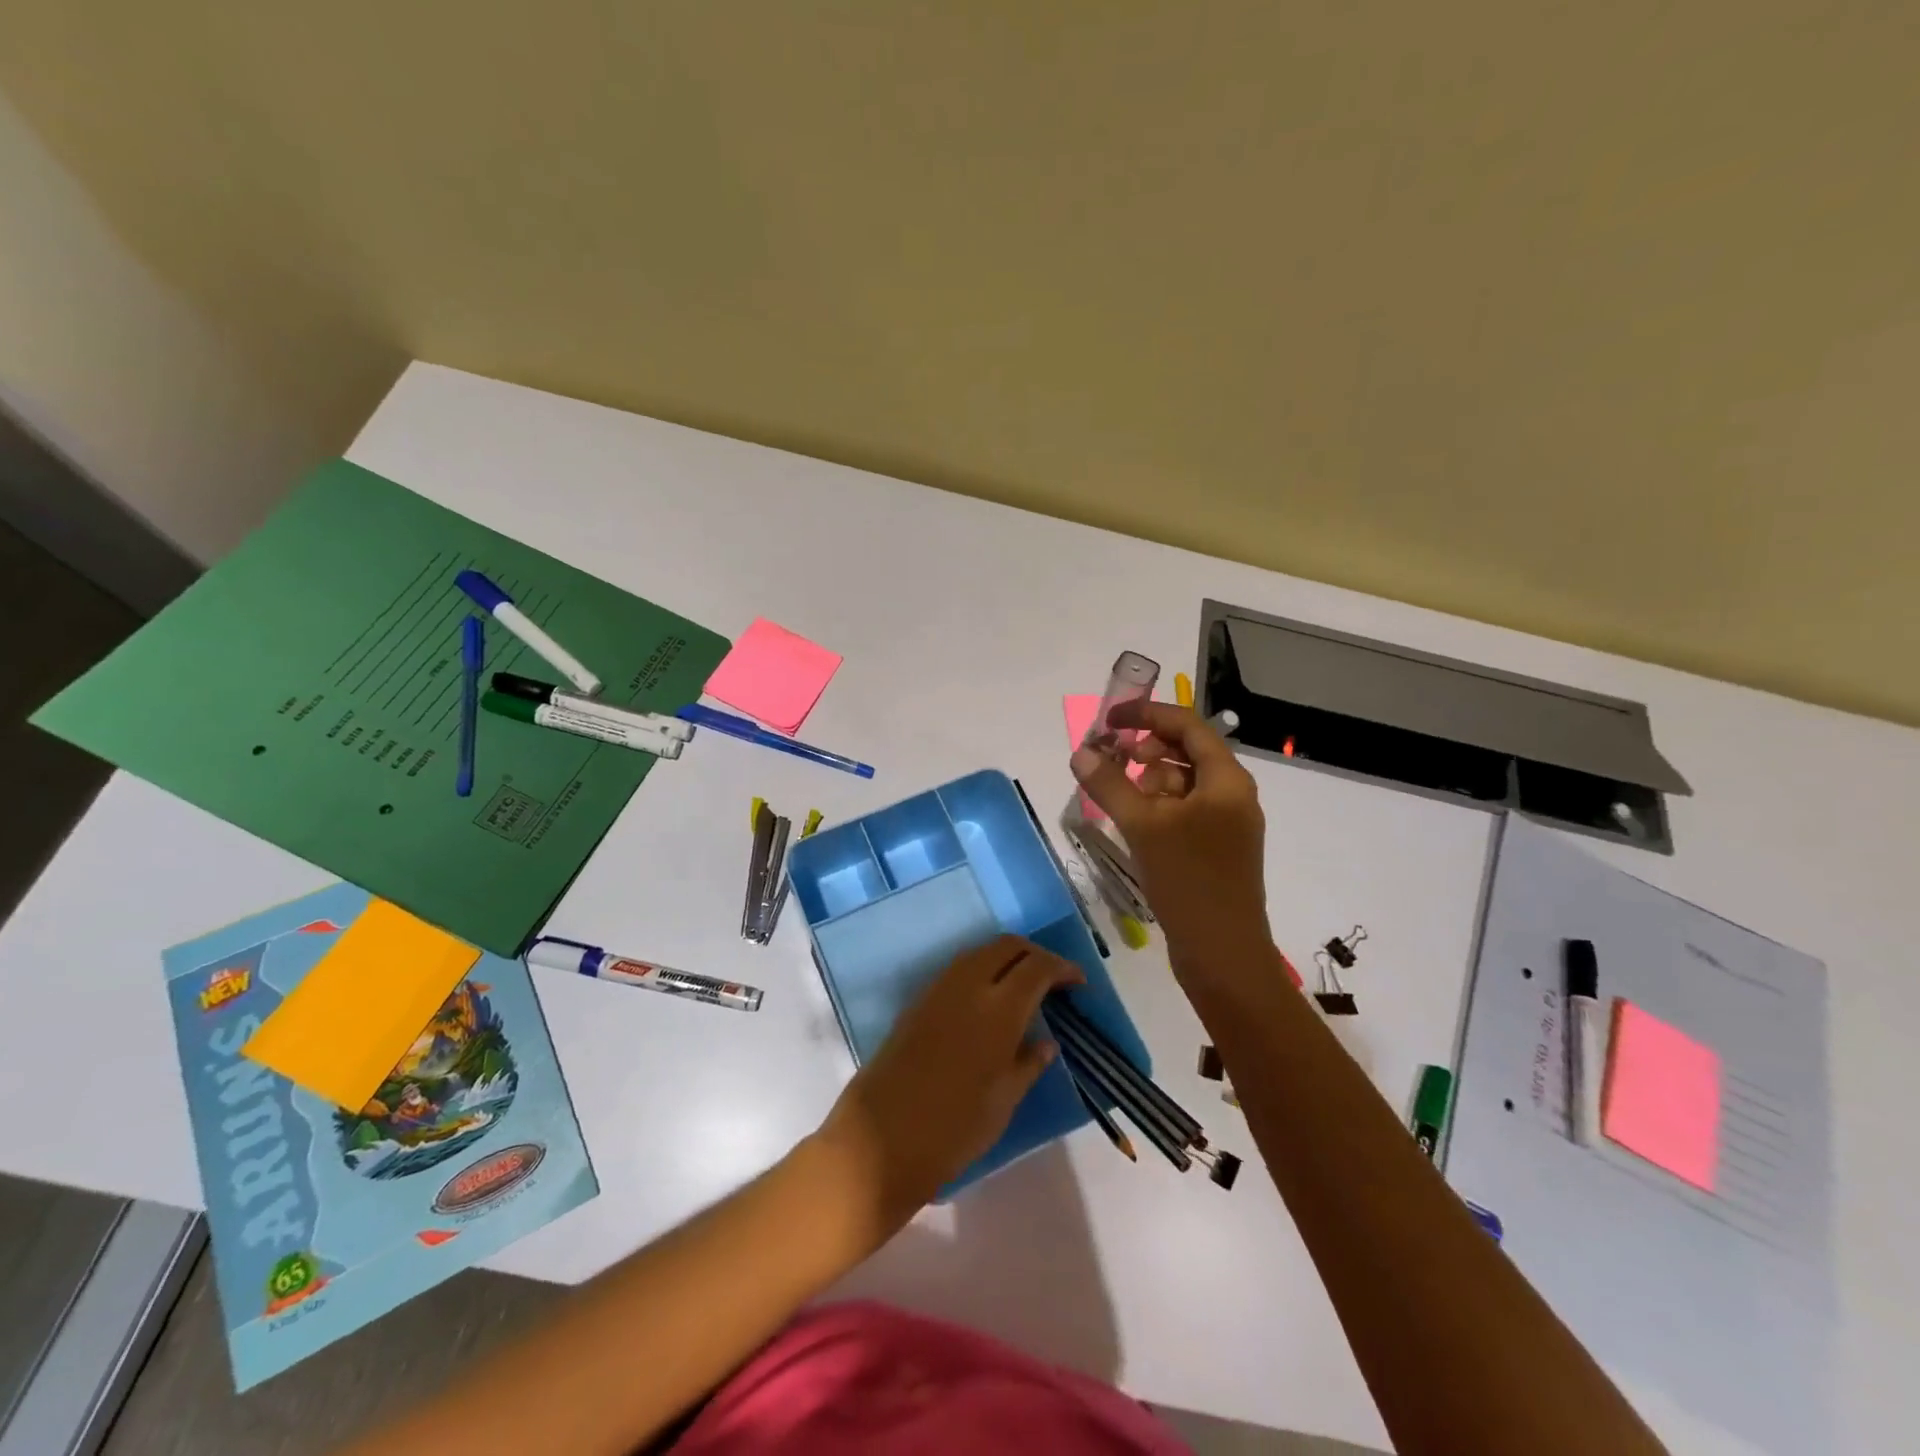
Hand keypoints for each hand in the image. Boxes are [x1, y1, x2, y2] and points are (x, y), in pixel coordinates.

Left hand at [815, 935, 1081, 1238]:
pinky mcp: (917, 1001)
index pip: (1037, 967)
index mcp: (998, 1010)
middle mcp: (968, 986)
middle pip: (1007, 946)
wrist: (880, 1140)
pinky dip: (981, 970)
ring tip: (1023, 987)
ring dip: (1006, 958)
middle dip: (1034, 954)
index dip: (1062, 968)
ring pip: (980, 952)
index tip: (1078, 982)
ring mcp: (938, 990)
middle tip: (1052, 979)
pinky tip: (988, 1000)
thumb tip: (1046, 1042)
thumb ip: (1028, 1064)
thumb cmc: (952, 1129)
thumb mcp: (1003, 1103)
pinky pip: (958, 969)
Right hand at [1070, 699, 1268, 966]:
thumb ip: (1110, 784)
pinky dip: (1158, 807)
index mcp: (1226, 779)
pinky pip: (1184, 811)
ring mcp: (1226, 823)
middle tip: (1110, 763)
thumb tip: (1080, 753)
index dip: (1146, 714)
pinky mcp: (1215, 848)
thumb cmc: (1189, 881)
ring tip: (1120, 799)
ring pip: (1183, 783)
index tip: (1108, 722)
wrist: (1223, 955)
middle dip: (1145, 750)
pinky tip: (1134, 825)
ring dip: (1148, 780)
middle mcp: (1232, 794)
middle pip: (1185, 751)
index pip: (1186, 724)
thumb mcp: (1143, 827)